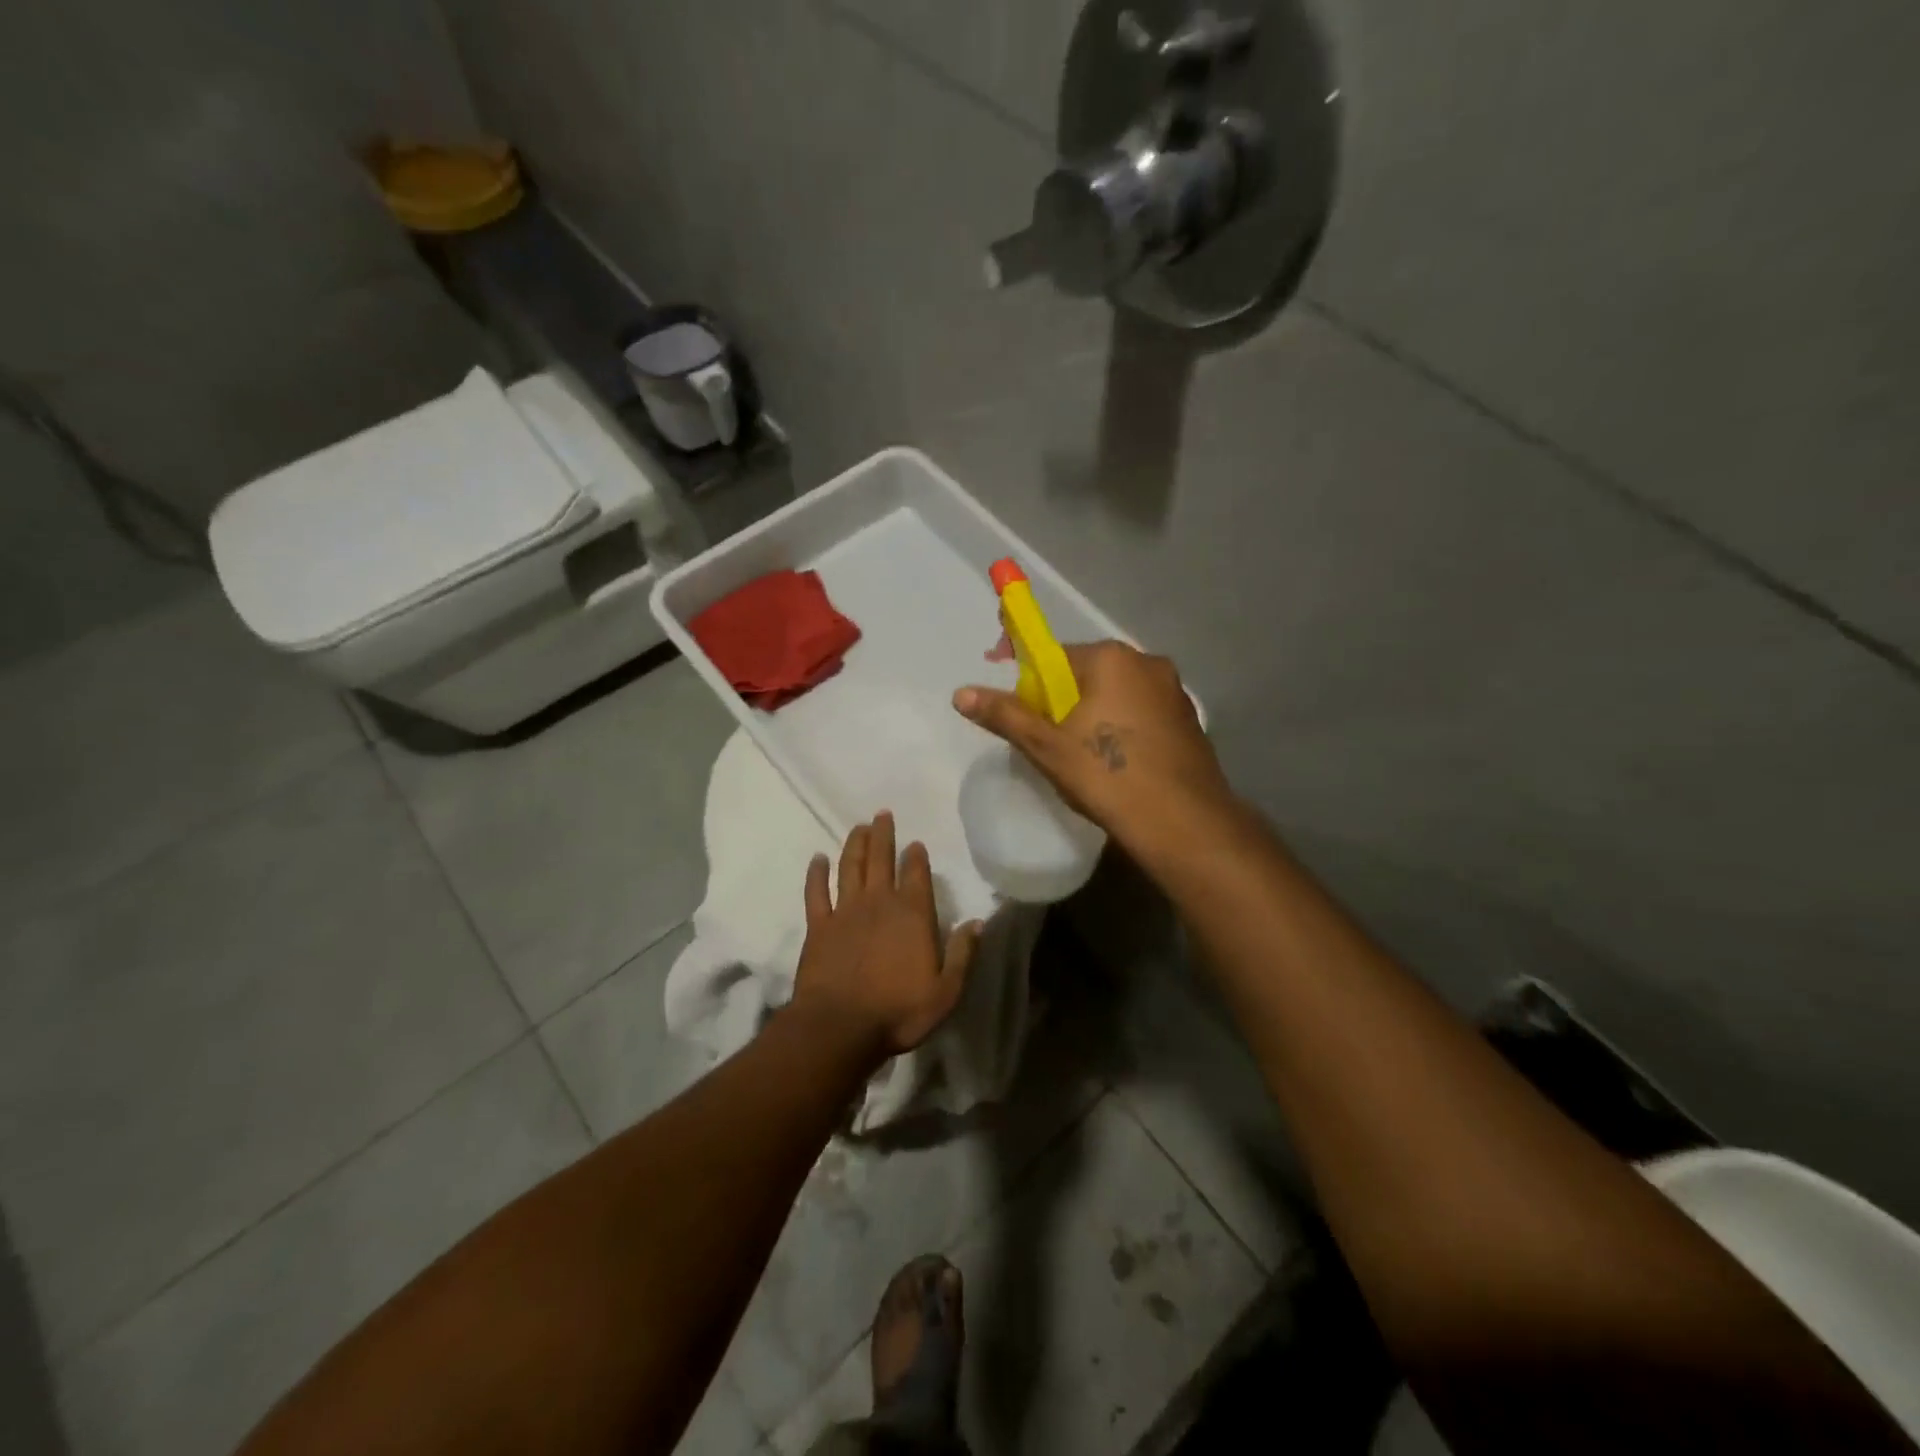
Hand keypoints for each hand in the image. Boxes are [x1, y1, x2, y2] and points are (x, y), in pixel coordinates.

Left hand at [791, 812, 979, 1060]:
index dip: (916, 857)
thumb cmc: (898, 1011)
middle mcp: (879, 903)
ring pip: (851, 868)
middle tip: (881, 814)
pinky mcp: (818, 926)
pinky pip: (816, 892)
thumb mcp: (946, 991)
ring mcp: (845, 912)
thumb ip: (963, 954)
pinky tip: (818, 859)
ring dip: (855, 845)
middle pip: (881, 860)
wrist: (840, 1027)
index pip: (917, 875)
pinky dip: (817, 873)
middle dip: (883, 835)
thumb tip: (978, 922)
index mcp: (912, 915)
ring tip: (858, 827)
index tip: (915, 843)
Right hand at [953, 641, 1238, 854]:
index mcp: (1112, 659)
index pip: (1053, 656)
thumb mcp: (1047, 747)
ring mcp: (1174, 692)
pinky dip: (1120, 728)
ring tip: (1076, 756)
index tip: (1011, 701)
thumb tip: (960, 692)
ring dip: (1090, 715)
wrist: (1184, 824)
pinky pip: (1140, 714)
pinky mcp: (1189, 721)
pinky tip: (1113, 763)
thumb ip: (1005, 715)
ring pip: (1115, 695)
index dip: (1025, 676)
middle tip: (1042, 738)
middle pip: (1085, 674)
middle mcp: (1147, 663)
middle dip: (1059, 700)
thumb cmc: (1108, 777)